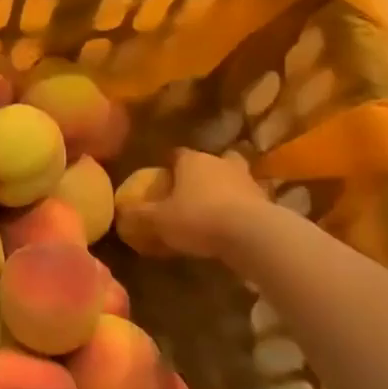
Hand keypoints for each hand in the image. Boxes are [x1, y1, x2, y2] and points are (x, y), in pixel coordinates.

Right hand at [135, 148, 272, 256]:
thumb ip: (139, 215)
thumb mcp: (159, 220)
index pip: (176, 154)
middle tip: (193, 190)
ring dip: (226, 189)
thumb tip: (121, 211)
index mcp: (192, 160)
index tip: (163, 179)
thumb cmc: (198, 218)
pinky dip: (241, 208)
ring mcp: (247, 179)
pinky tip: (233, 225)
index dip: (169, 166)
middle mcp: (220, 162)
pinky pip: (249, 200)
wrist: (251, 234)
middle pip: (211, 160)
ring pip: (234, 177)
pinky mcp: (266, 200)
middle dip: (204, 172)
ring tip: (215, 208)